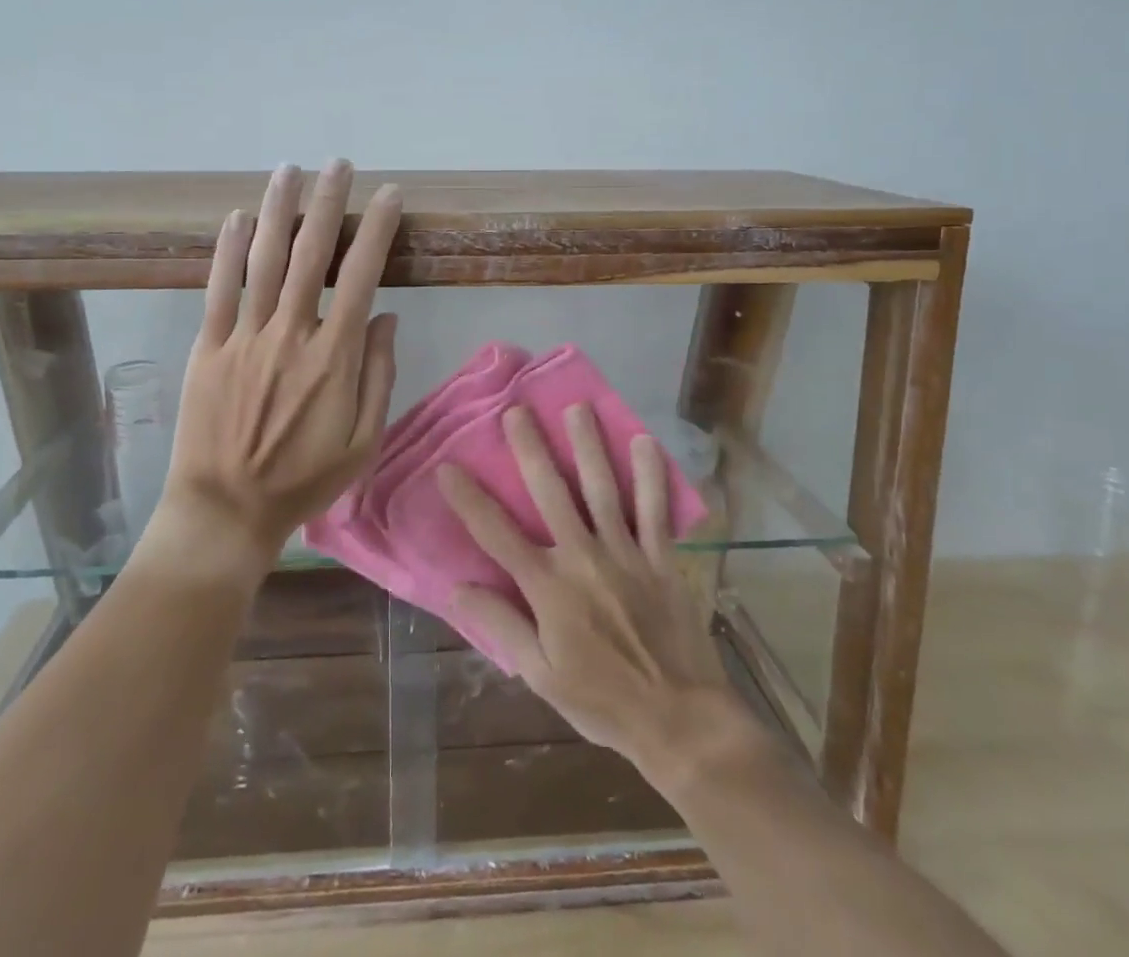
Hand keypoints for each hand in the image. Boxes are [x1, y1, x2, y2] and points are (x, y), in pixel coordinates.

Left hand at [155, 160, 400, 568]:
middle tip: (339, 164)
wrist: (226, 510)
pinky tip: (235, 217)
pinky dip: (226, 250)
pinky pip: (218, 290)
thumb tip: (385, 316)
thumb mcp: (363, 441)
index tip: (388, 195)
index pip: (360, 276)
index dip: (376, 230)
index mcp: (333, 358)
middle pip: (311, 254)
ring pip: (263, 261)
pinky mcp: (208, 347)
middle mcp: (290, 335)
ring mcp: (244, 338)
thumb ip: (378, 376)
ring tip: (289, 170)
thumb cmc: (303, 480)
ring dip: (278, 210)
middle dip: (328, 203)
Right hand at [439, 403, 747, 779]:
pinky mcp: (660, 558)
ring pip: (602, 488)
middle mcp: (583, 558)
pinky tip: (645, 442)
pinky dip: (651, 475)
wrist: (680, 721)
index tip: (448, 467)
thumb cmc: (602, 701)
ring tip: (578, 407)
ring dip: (589, 445)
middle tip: (518, 410)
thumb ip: (501, 625)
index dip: (469, 499)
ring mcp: (625, 553)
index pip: (498, 534)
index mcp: (549, 588)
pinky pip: (655, 509)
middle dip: (531, 448)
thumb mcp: (541, 675)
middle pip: (551, 493)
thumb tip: (458, 587)